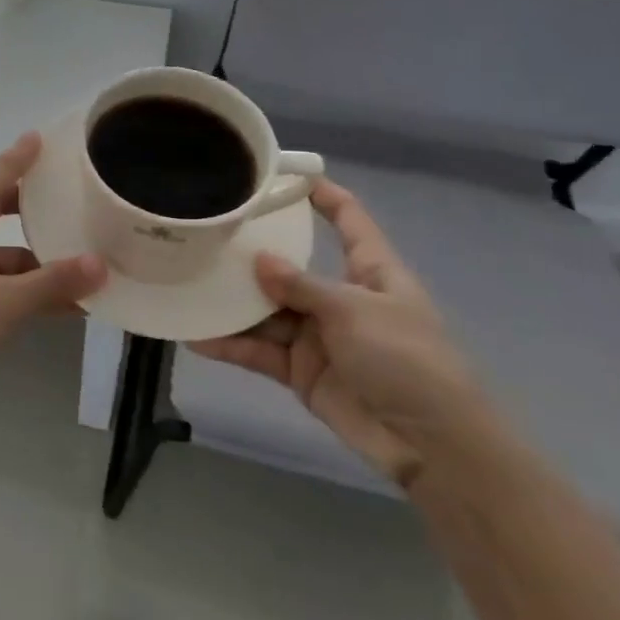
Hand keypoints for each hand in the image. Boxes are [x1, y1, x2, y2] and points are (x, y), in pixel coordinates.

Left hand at [0, 133, 105, 406]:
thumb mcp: (6, 301)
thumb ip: (55, 282)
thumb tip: (101, 265)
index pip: (3, 171)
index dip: (26, 154)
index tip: (51, 135)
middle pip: (7, 205)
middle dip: (43, 207)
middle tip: (83, 197)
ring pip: (7, 246)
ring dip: (42, 259)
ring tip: (91, 262)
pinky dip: (27, 284)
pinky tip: (67, 303)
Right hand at [189, 180, 488, 487]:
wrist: (430, 446)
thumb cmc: (406, 360)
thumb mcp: (355, 311)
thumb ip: (302, 285)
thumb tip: (259, 260)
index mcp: (370, 271)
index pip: (348, 220)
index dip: (322, 194)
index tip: (283, 173)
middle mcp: (340, 297)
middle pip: (291, 266)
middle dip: (253, 253)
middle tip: (209, 232)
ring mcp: (318, 335)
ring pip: (267, 310)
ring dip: (233, 303)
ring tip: (189, 283)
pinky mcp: (301, 370)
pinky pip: (259, 351)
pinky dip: (231, 345)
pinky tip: (196, 335)